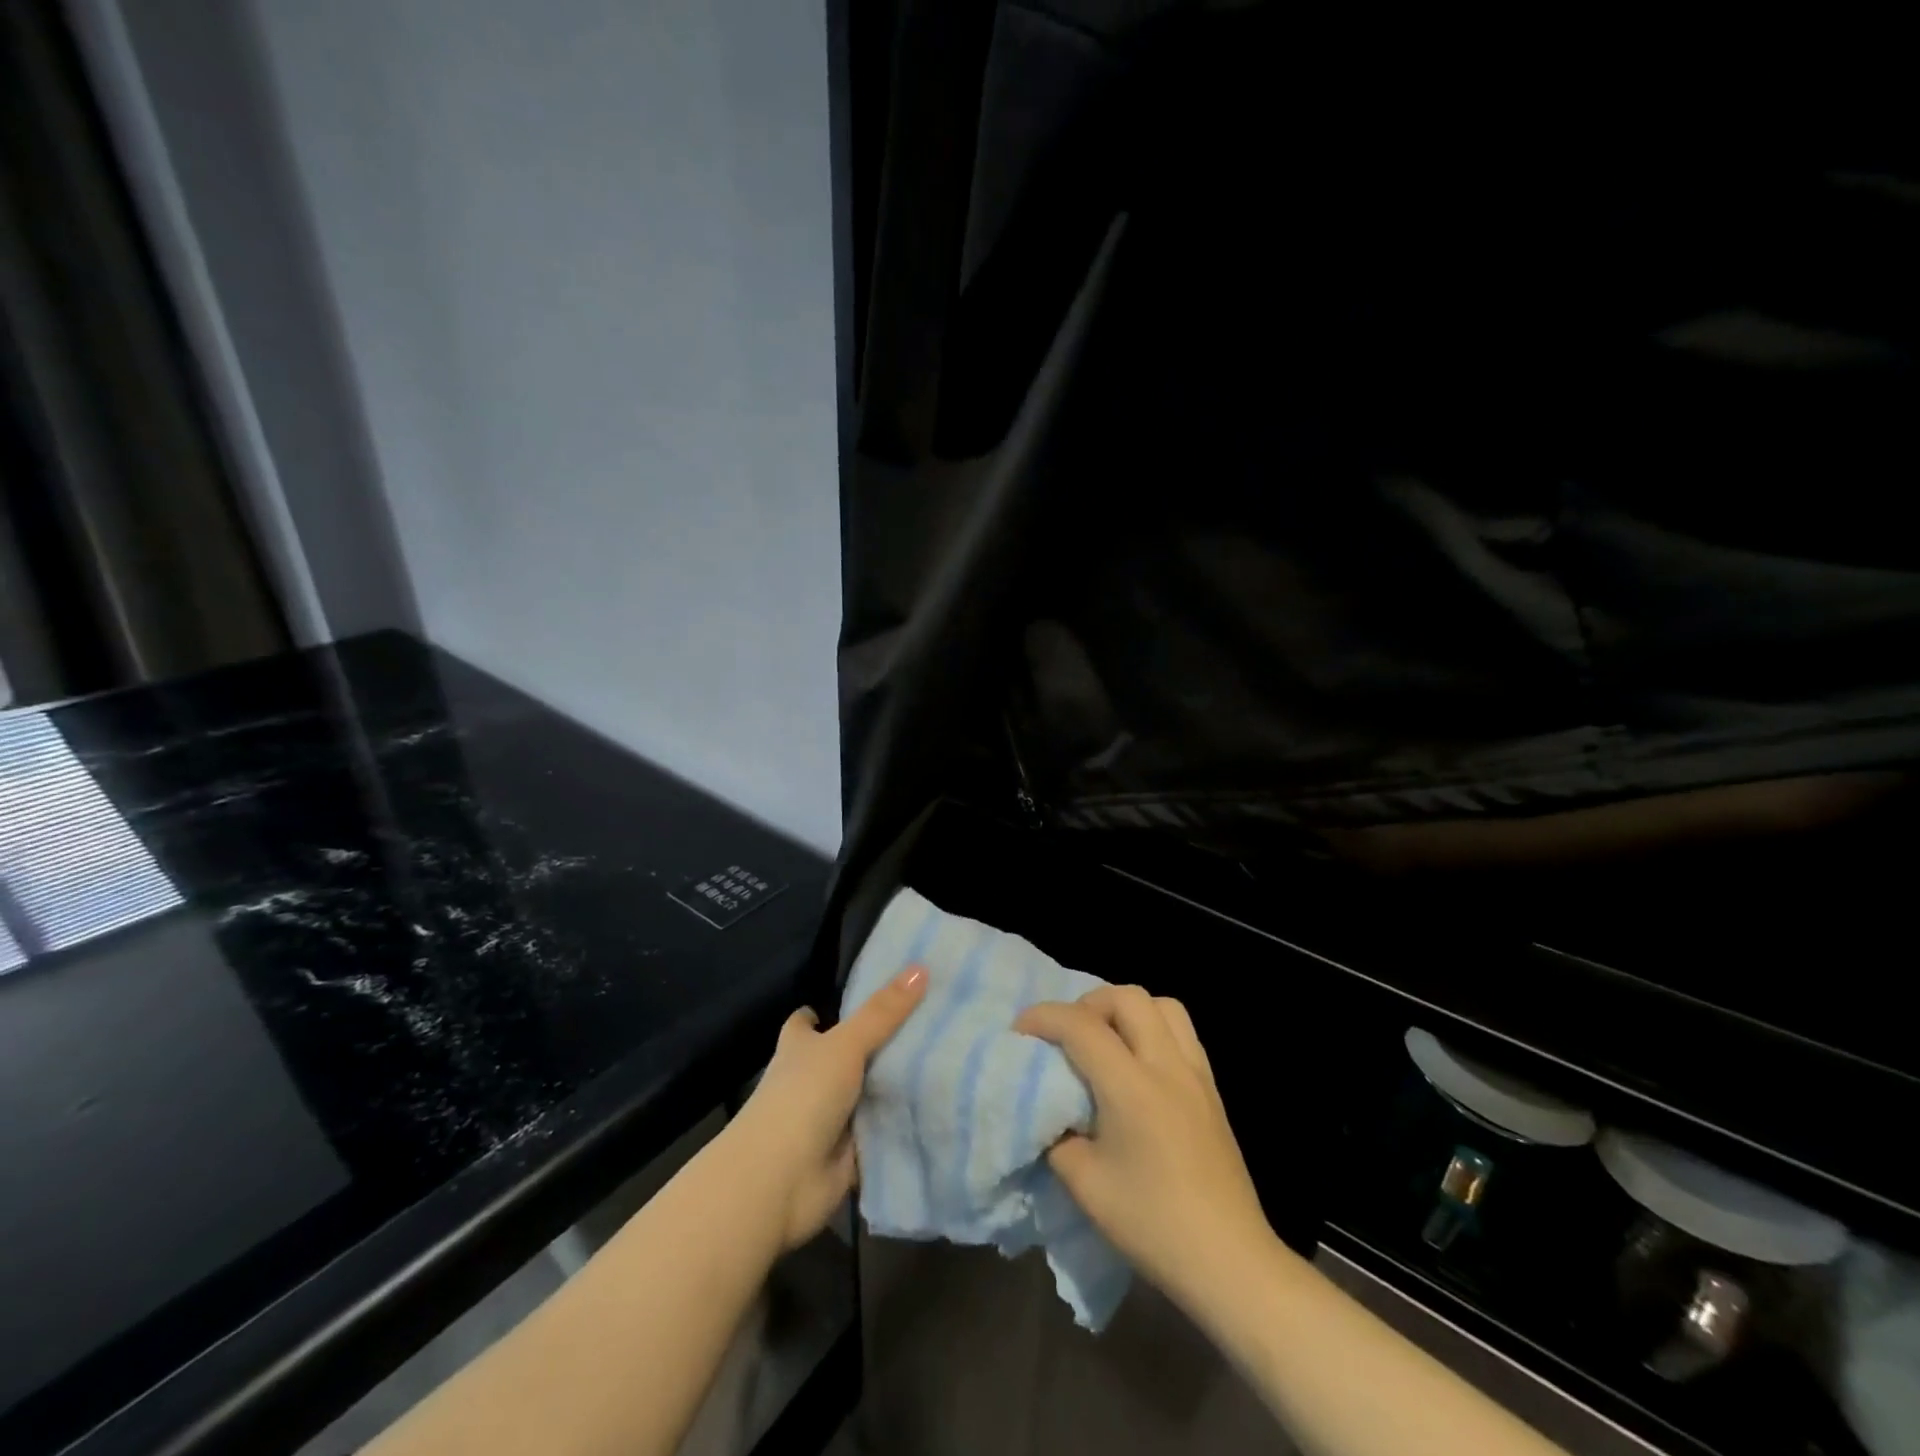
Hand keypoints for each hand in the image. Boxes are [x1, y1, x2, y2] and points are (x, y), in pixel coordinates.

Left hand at [726, 966, 927, 1250]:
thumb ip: (883, 1011)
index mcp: (799, 1048)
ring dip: (894, 1087)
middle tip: (928, 1023)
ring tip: (947, 1060)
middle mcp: (811, 1081)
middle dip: (878, 1047)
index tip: (861, 998)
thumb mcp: (845, 1044)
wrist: (780, 1180)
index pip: (807, 1023)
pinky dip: (903, 1125)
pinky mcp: (849, 1154)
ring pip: (867, 1095)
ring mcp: (829, 1119)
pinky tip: (942, 1108)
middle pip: (846, 1057)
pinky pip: (882, 1132)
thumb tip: (921, 967)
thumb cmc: (803, 1096)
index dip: (824, 1012)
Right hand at [1015, 985, 1273, 1313]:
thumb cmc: (1153, 1225)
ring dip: (1126, 1010)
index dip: (1043, 1018)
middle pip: (1126, 997)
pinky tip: (1139, 1064)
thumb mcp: (1085, 1186)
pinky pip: (1182, 1031)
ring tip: (1106, 1041)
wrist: (1230, 1262)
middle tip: (1067, 1035)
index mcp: (1132, 1087)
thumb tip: (1051, 1112)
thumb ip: (1058, 1137)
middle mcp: (1167, 1065)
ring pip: (1162, 1005)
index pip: (1081, 1026)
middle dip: (1087, 1004)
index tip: (1019, 1030)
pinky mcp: (1212, 1089)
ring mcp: (1196, 1074)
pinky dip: (1153, 1027)